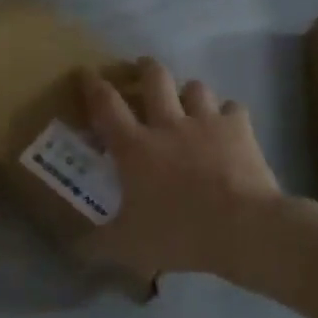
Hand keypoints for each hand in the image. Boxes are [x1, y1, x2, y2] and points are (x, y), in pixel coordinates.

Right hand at [78, 59, 281, 278]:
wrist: (243, 228)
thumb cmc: (179, 233)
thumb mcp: (130, 246)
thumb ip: (100, 244)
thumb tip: (74, 249)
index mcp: (135, 147)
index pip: (105, 104)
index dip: (92, 85)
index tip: (86, 72)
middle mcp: (167, 124)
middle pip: (154, 78)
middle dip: (145, 67)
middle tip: (142, 69)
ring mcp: (206, 122)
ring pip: (194, 87)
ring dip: (188, 91)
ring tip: (188, 101)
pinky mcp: (239, 129)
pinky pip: (232, 108)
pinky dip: (228, 114)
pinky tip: (227, 125)